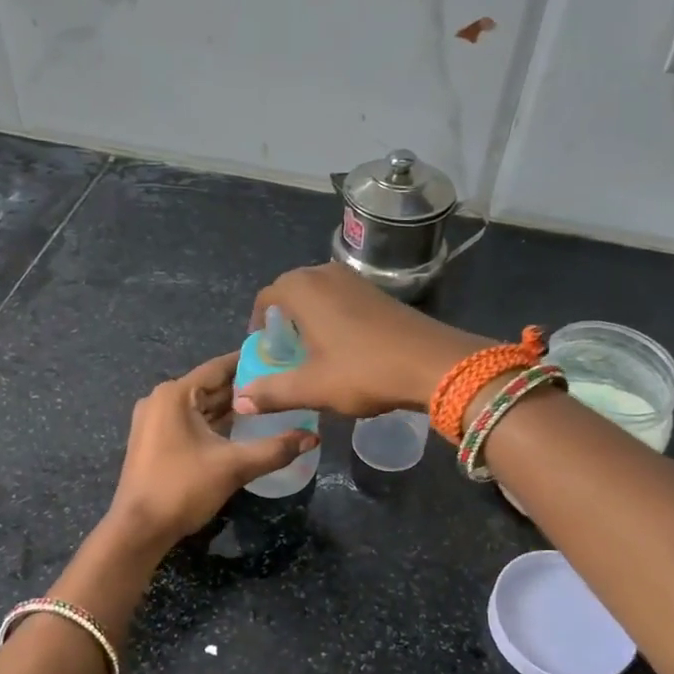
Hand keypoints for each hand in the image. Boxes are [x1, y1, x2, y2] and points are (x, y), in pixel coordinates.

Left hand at [106, 353, 316, 549]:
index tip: (280, 358)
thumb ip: (275, 449)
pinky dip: (214, 423)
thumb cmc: (182, 488)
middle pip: (210, 386)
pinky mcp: (154, 440)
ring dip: (230, 408)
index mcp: (175, 394)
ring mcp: (154, 420)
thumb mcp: (234, 467)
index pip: (219, 367)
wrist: (138, 529)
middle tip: (281, 385)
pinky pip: (190, 422)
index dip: (250, 363)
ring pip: (200, 406)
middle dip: (244, 388)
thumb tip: (313, 437)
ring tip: (268, 405)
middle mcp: (161, 399)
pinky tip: (241, 429)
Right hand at [233, 264, 490, 418]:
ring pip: (318, 295)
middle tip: (284, 355)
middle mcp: (325, 274)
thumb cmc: (363, 371)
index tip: (262, 352)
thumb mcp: (312, 387)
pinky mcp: (378, 292)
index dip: (258, 325)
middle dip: (283, 322)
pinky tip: (342, 349)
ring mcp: (355, 280)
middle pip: (291, 292)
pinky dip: (332, 318)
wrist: (434, 364)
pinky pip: (341, 299)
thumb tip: (239, 399)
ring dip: (308, 319)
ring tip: (311, 353)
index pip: (265, 297)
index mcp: (303, 289)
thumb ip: (271, 392)